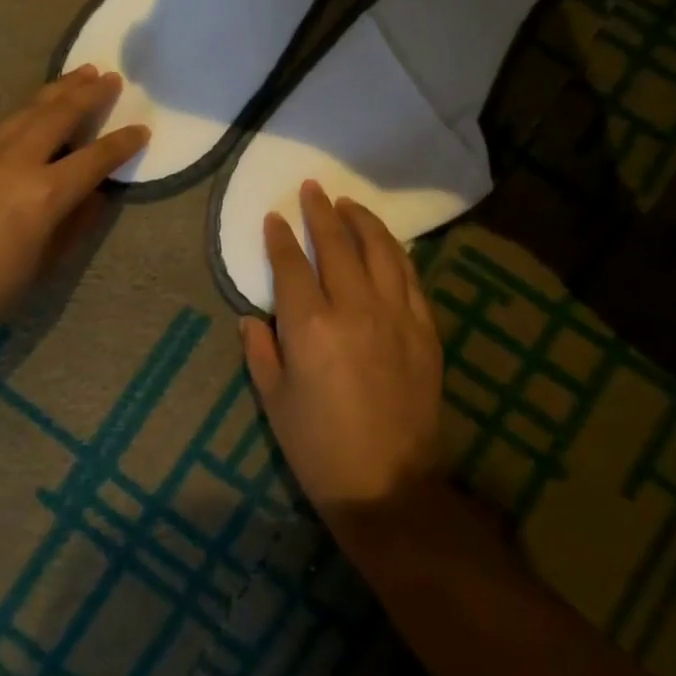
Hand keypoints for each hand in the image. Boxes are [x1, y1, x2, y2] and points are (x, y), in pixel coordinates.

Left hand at [0, 66, 147, 344]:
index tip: (142, 129)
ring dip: (56, 91)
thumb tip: (95, 195)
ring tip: (77, 74)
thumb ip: (75, 223)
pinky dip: (26, 110)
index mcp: (45, 192)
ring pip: (26, 110)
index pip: (94, 158)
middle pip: (59, 115)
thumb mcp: (46, 262)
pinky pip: (2, 124)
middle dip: (88, 94)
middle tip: (110, 76)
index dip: (122, 143)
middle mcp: (16, 161)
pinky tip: (32, 110)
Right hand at [239, 181, 445, 512]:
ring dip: (362, 221)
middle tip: (312, 188)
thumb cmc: (319, 449)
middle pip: (337, 245)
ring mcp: (395, 315)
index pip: (292, 265)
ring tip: (348, 204)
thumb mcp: (275, 402)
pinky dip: (395, 252)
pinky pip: (409, 277)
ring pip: (380, 250)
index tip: (274, 217)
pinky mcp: (424, 329)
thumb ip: (260, 351)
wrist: (389, 487)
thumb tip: (251, 317)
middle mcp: (354, 308)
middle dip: (321, 212)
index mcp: (310, 326)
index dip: (280, 237)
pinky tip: (387, 243)